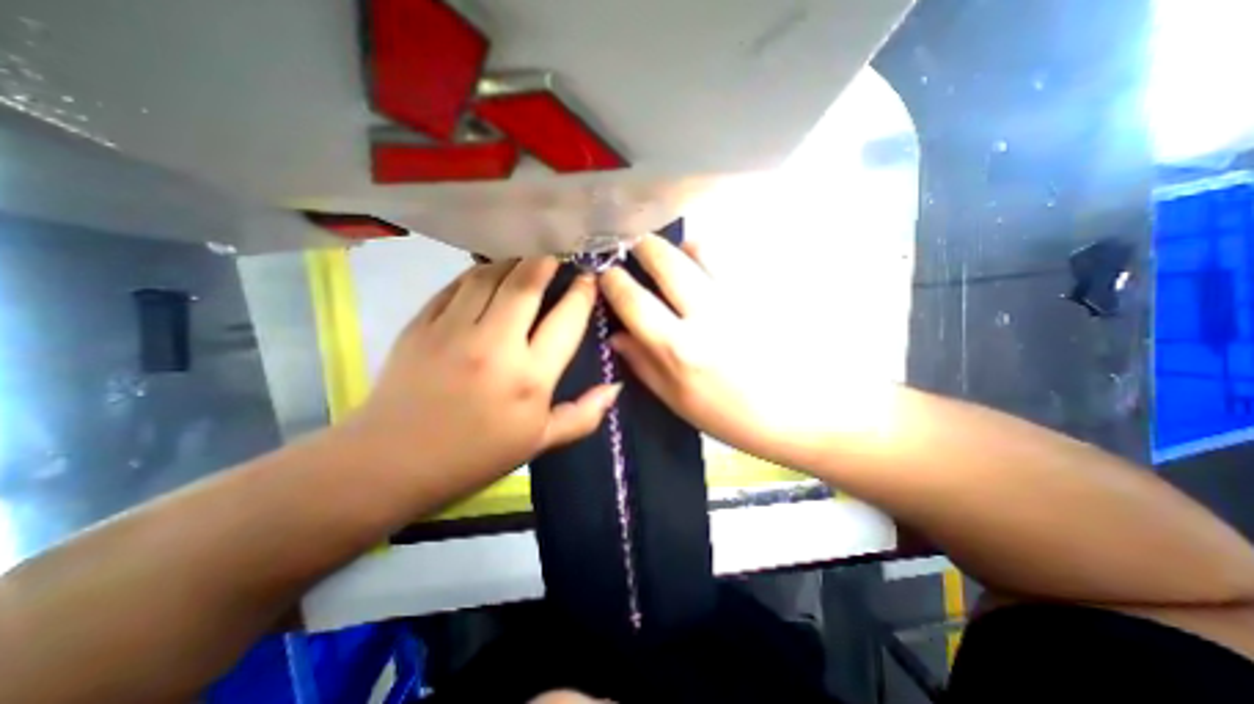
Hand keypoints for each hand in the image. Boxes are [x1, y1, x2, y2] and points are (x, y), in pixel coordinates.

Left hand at [347, 256, 620, 491]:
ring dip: (513, 260)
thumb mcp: (539, 442)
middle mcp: (496, 345)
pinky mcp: (422, 324)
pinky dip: (478, 273)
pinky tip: (488, 273)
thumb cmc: (475, 455)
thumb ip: (583, 416)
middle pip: (527, 284)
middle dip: (548, 260)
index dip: (582, 293)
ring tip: (527, 257)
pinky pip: (456, 285)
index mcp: (530, 378)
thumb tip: (615, 388)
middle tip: (558, 251)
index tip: (589, 278)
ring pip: (490, 275)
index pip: (566, 320)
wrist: (393, 463)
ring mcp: (454, 330)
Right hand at [602, 237, 835, 467]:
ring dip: (682, 246)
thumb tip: (616, 336)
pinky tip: (712, 268)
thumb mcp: (681, 402)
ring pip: (703, 248)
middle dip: (643, 246)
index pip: (634, 301)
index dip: (613, 281)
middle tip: (635, 246)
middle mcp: (706, 313)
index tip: (605, 272)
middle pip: (666, 260)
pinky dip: (714, 255)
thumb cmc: (738, 418)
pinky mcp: (766, 290)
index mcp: (680, 348)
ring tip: (678, 254)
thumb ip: (645, 366)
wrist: (810, 414)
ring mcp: (741, 297)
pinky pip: (733, 258)